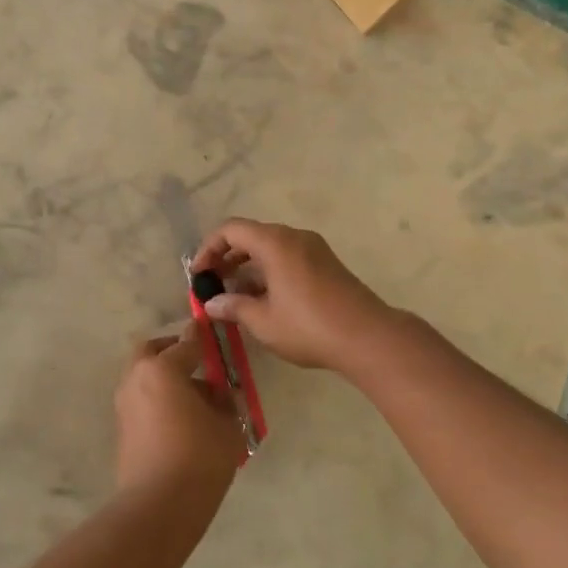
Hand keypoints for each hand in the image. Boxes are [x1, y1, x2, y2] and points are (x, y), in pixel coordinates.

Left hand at [113, 329, 244, 500]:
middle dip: (172, 351)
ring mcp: (124, 404)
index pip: (187, 343)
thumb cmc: (199, 458)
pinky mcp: (122, 428)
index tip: (212, 332)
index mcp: (162, 369)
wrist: (158, 506)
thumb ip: (226, 402)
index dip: (203, 338)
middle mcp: (137, 378)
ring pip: (143, 376)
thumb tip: (222, 393)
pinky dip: (157, 399)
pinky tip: (181, 420)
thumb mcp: (227, 427)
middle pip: (152, 352)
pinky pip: (141, 400)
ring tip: (195, 399)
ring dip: (164, 377)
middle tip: (196, 362)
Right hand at [191, 218, 392, 370]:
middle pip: (250, 236)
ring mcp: (313, 249)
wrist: (368, 337)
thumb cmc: (308, 326)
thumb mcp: (263, 321)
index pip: (230, 230)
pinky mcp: (326, 264)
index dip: (208, 248)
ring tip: (235, 297)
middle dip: (227, 258)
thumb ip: (233, 307)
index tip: (199, 274)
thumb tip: (211, 303)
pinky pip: (288, 257)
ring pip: (270, 247)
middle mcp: (293, 237)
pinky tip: (263, 300)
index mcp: (274, 242)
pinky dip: (269, 271)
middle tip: (212, 284)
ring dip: (248, 267)